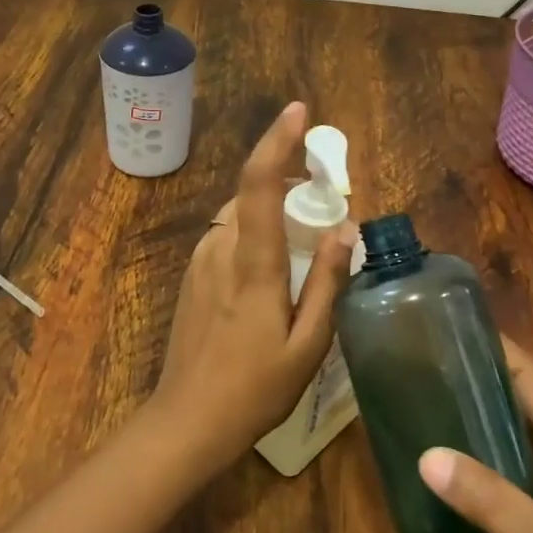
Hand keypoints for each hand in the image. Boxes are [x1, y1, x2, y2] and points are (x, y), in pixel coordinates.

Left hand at [151, 102, 355, 472]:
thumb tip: (345, 228)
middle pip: (251, 192)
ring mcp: (201, 260)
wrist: (186, 421)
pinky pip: (228, 234)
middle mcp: (221, 248)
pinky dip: (254, 229)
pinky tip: (274, 263)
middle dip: (286, 178)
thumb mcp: (308, 345)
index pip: (260, 184)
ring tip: (305, 232)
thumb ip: (328, 283)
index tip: (298, 111)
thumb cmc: (255, 388)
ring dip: (270, 207)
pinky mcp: (193, 275)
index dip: (277, 141)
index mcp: (253, 263)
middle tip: (324, 193)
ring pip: (239, 213)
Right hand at [418, 340, 532, 532]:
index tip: (446, 323)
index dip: (496, 349)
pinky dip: (455, 473)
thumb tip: (425, 454)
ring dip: (458, 425)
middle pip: (509, 407)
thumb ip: (494, 504)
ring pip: (492, 447)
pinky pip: (483, 489)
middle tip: (412, 359)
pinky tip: (417, 467)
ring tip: (406, 400)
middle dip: (468, 381)